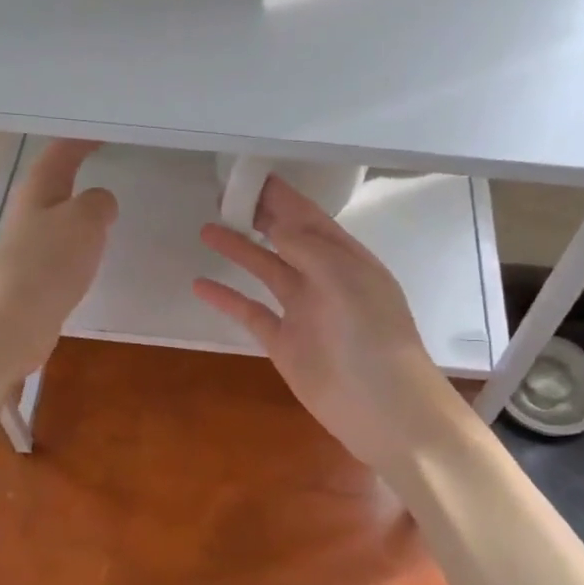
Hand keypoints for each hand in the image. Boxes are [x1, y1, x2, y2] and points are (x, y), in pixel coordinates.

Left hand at [0, 139, 117, 381]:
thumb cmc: (50, 262)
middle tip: (111, 162)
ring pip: (60, 213)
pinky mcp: (35, 272)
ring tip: (108, 205)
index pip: (62, 151)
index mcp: (39, 189)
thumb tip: (100, 202)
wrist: (16, 320)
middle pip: (56, 180)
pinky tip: (93, 250)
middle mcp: (30, 211)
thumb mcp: (85, 220)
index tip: (107, 131)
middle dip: (80, 168)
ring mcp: (29, 242)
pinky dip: (80, 238)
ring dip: (81, 205)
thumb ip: (99, 202)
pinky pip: (62, 244)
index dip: (84, 138)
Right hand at [193, 177, 455, 468]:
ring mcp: (303, 311)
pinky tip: (201, 285)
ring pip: (266, 270)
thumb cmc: (372, 336)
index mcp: (347, 259)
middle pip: (287, 239)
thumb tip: (277, 226)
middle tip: (225, 196)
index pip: (310, 218)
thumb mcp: (346, 279)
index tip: (251, 176)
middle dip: (260, 216)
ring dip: (239, 250)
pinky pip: (251, 312)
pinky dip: (227, 299)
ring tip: (207, 229)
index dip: (283, 196)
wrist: (382, 408)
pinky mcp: (284, 342)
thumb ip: (309, 248)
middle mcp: (324, 279)